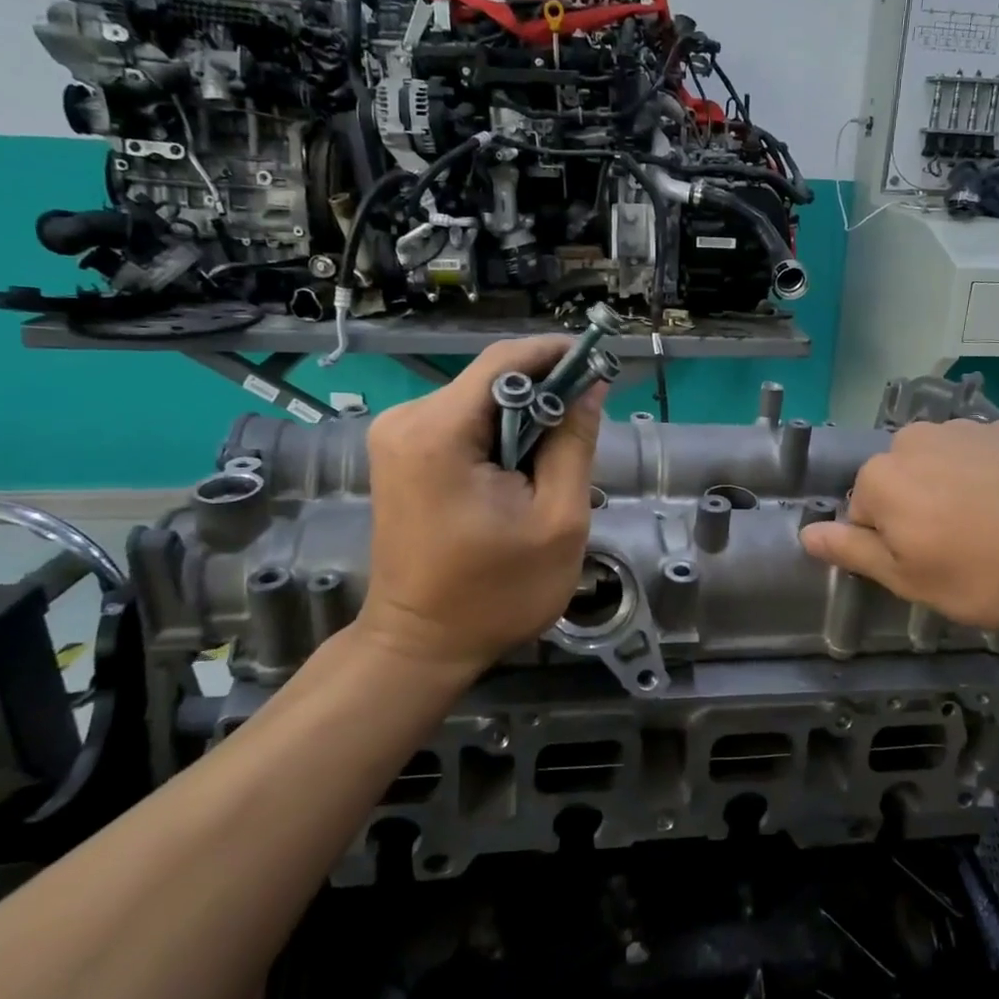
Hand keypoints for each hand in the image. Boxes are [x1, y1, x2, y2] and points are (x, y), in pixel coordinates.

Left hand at [355, 336, 603, 676]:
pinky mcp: (400, 453)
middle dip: (544, 393)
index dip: (558, 355)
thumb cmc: (495, 593)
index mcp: (438, 432)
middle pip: (491, 378)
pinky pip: (461, 422)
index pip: (505, 360)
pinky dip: (498, 434)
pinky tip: (520, 470)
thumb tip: (591, 386)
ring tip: (556, 458)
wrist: (421, 644)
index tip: (601, 366)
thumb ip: (574, 444)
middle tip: (587, 424)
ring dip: (524, 418)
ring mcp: (396, 435)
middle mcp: (406, 419)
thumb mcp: (557, 519)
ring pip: (479, 400)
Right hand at [799, 419, 998, 627]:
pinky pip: (978, 459)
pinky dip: (987, 479)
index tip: (928, 570)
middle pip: (898, 487)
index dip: (891, 550)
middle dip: (918, 516)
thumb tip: (805, 533)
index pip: (861, 518)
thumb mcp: (913, 579)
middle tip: (961, 554)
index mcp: (880, 479)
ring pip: (938, 470)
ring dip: (952, 495)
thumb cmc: (990, 566)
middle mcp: (909, 442)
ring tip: (996, 530)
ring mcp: (960, 429)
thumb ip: (853, 552)